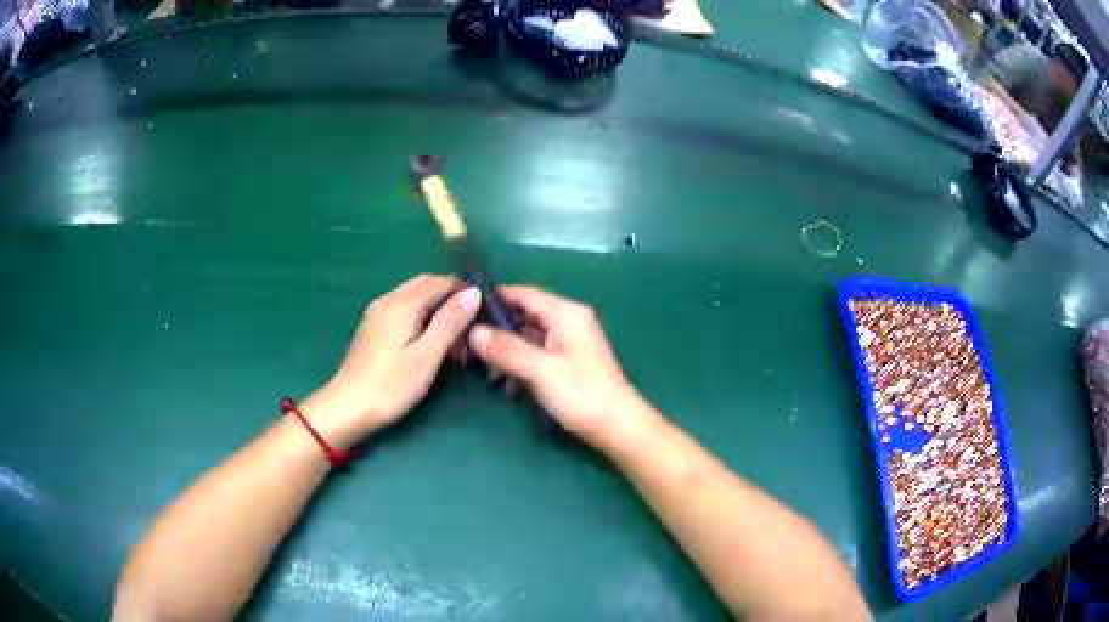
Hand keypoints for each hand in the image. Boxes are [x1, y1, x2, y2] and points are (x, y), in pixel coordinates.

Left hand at [309, 274, 480, 442]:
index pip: (440, 281)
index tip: (484, 310)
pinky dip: (420, 315)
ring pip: (413, 296)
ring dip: (435, 306)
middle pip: (425, 284)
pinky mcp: (373, 327)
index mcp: (402, 303)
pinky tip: (428, 339)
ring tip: (453, 334)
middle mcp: (388, 299)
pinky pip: (403, 308)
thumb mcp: (427, 356)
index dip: (463, 290)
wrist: (348, 406)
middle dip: (449, 297)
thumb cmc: (391, 385)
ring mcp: (377, 313)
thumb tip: (473, 292)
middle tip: (470, 323)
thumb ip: (450, 321)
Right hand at [467, 286, 645, 446]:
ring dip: (507, 349)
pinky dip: (520, 362)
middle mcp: (568, 321)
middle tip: (466, 341)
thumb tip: (473, 332)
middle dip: (497, 328)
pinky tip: (504, 381)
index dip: (494, 297)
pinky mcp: (568, 361)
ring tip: (479, 364)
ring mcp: (569, 341)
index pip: (524, 293)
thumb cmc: (581, 394)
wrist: (617, 426)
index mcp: (566, 313)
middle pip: (525, 314)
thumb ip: (507, 349)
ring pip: (529, 336)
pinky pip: (537, 352)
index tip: (464, 308)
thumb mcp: (540, 371)